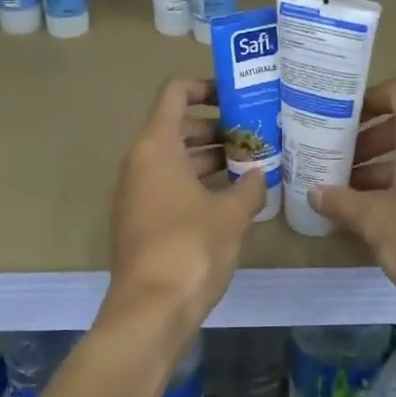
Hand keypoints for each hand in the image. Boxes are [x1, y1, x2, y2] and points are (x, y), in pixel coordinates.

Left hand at [107, 77, 265, 340]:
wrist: (151, 310)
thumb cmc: (191, 248)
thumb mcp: (231, 213)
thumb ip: (250, 186)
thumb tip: (259, 174)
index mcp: (156, 146)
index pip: (175, 93)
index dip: (204, 86)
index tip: (237, 97)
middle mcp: (139, 161)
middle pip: (177, 126)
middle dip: (216, 127)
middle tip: (254, 135)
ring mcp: (136, 192)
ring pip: (174, 159)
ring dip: (209, 158)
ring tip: (251, 164)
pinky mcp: (140, 220)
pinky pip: (169, 185)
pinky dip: (197, 183)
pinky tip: (232, 198)